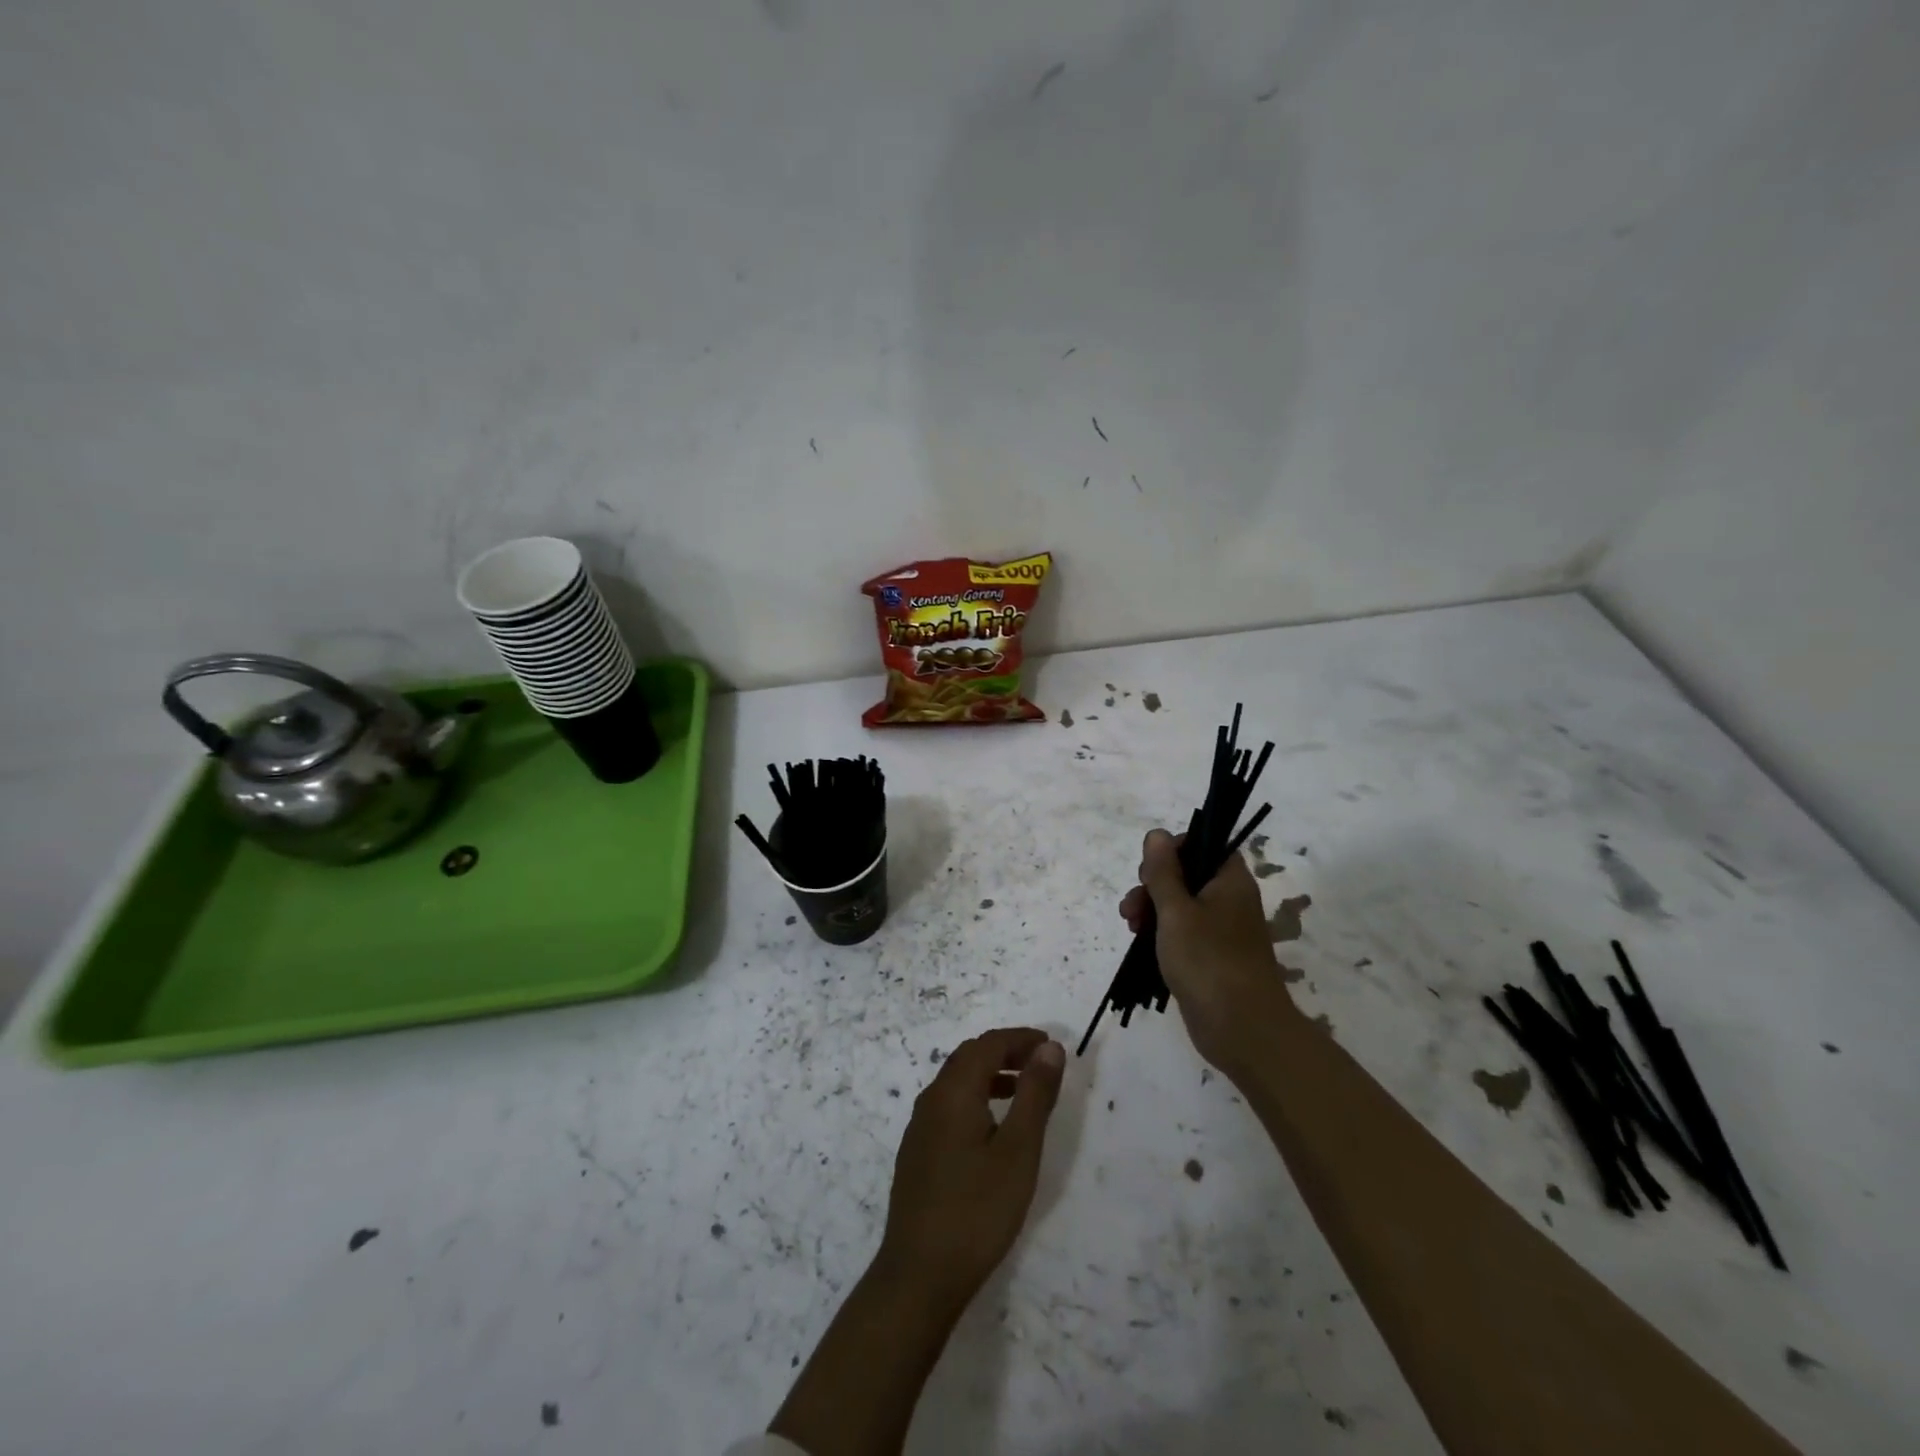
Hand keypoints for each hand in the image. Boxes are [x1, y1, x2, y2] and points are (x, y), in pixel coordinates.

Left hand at [876, 1027, 1065, 1313]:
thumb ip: (1034, 1094)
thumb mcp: (1018, 1150)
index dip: (1020, 1039)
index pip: (988, 1045)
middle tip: (1040, 1063)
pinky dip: (976, 1097)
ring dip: (990, 1075)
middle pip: (969, 1057)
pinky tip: (993, 1128)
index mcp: (954, 1091)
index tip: (1051, 1045)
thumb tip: (1049, 1048)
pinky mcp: (917, 1152)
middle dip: (1006, 1052)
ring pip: (957, 1082)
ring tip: (1024, 1091)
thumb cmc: (977, 1210)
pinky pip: (949, 1105)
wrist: (919, 1274)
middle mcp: (932, 1099)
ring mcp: (920, 1126)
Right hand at [1119, 828, 1297, 1071]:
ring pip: (1180, 905)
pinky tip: (1141, 942)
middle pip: (1187, 874)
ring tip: (1130, 926)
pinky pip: (1183, 932)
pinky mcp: (1211, 957)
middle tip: (1134, 905)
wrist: (1242, 1029)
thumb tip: (1156, 834)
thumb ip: (1163, 871)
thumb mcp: (1176, 910)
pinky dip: (1161, 932)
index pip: (1204, 845)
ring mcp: (1222, 930)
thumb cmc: (1208, 960)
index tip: (1150, 869)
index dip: (1173, 850)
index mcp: (1229, 881)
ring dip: (1151, 909)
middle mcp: (1229, 900)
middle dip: (1153, 884)